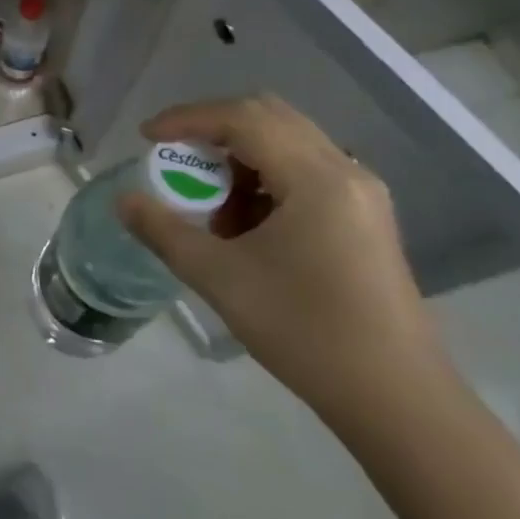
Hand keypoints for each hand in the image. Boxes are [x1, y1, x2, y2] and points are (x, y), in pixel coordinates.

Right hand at [116, 95, 449, 430]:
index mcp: (316, 178)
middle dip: (213, 131)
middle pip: (268, 118)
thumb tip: (123, 200)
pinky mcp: (364, 218)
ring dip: (239, 159)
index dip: (188, 119)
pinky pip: (305, 172)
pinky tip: (248, 227)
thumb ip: (164, 232)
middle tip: (176, 159)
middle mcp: (345, 171)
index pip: (243, 118)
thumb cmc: (306, 331)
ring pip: (287, 143)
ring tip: (212, 208)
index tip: (147, 137)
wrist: (397, 400)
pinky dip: (265, 180)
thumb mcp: (220, 279)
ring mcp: (361, 195)